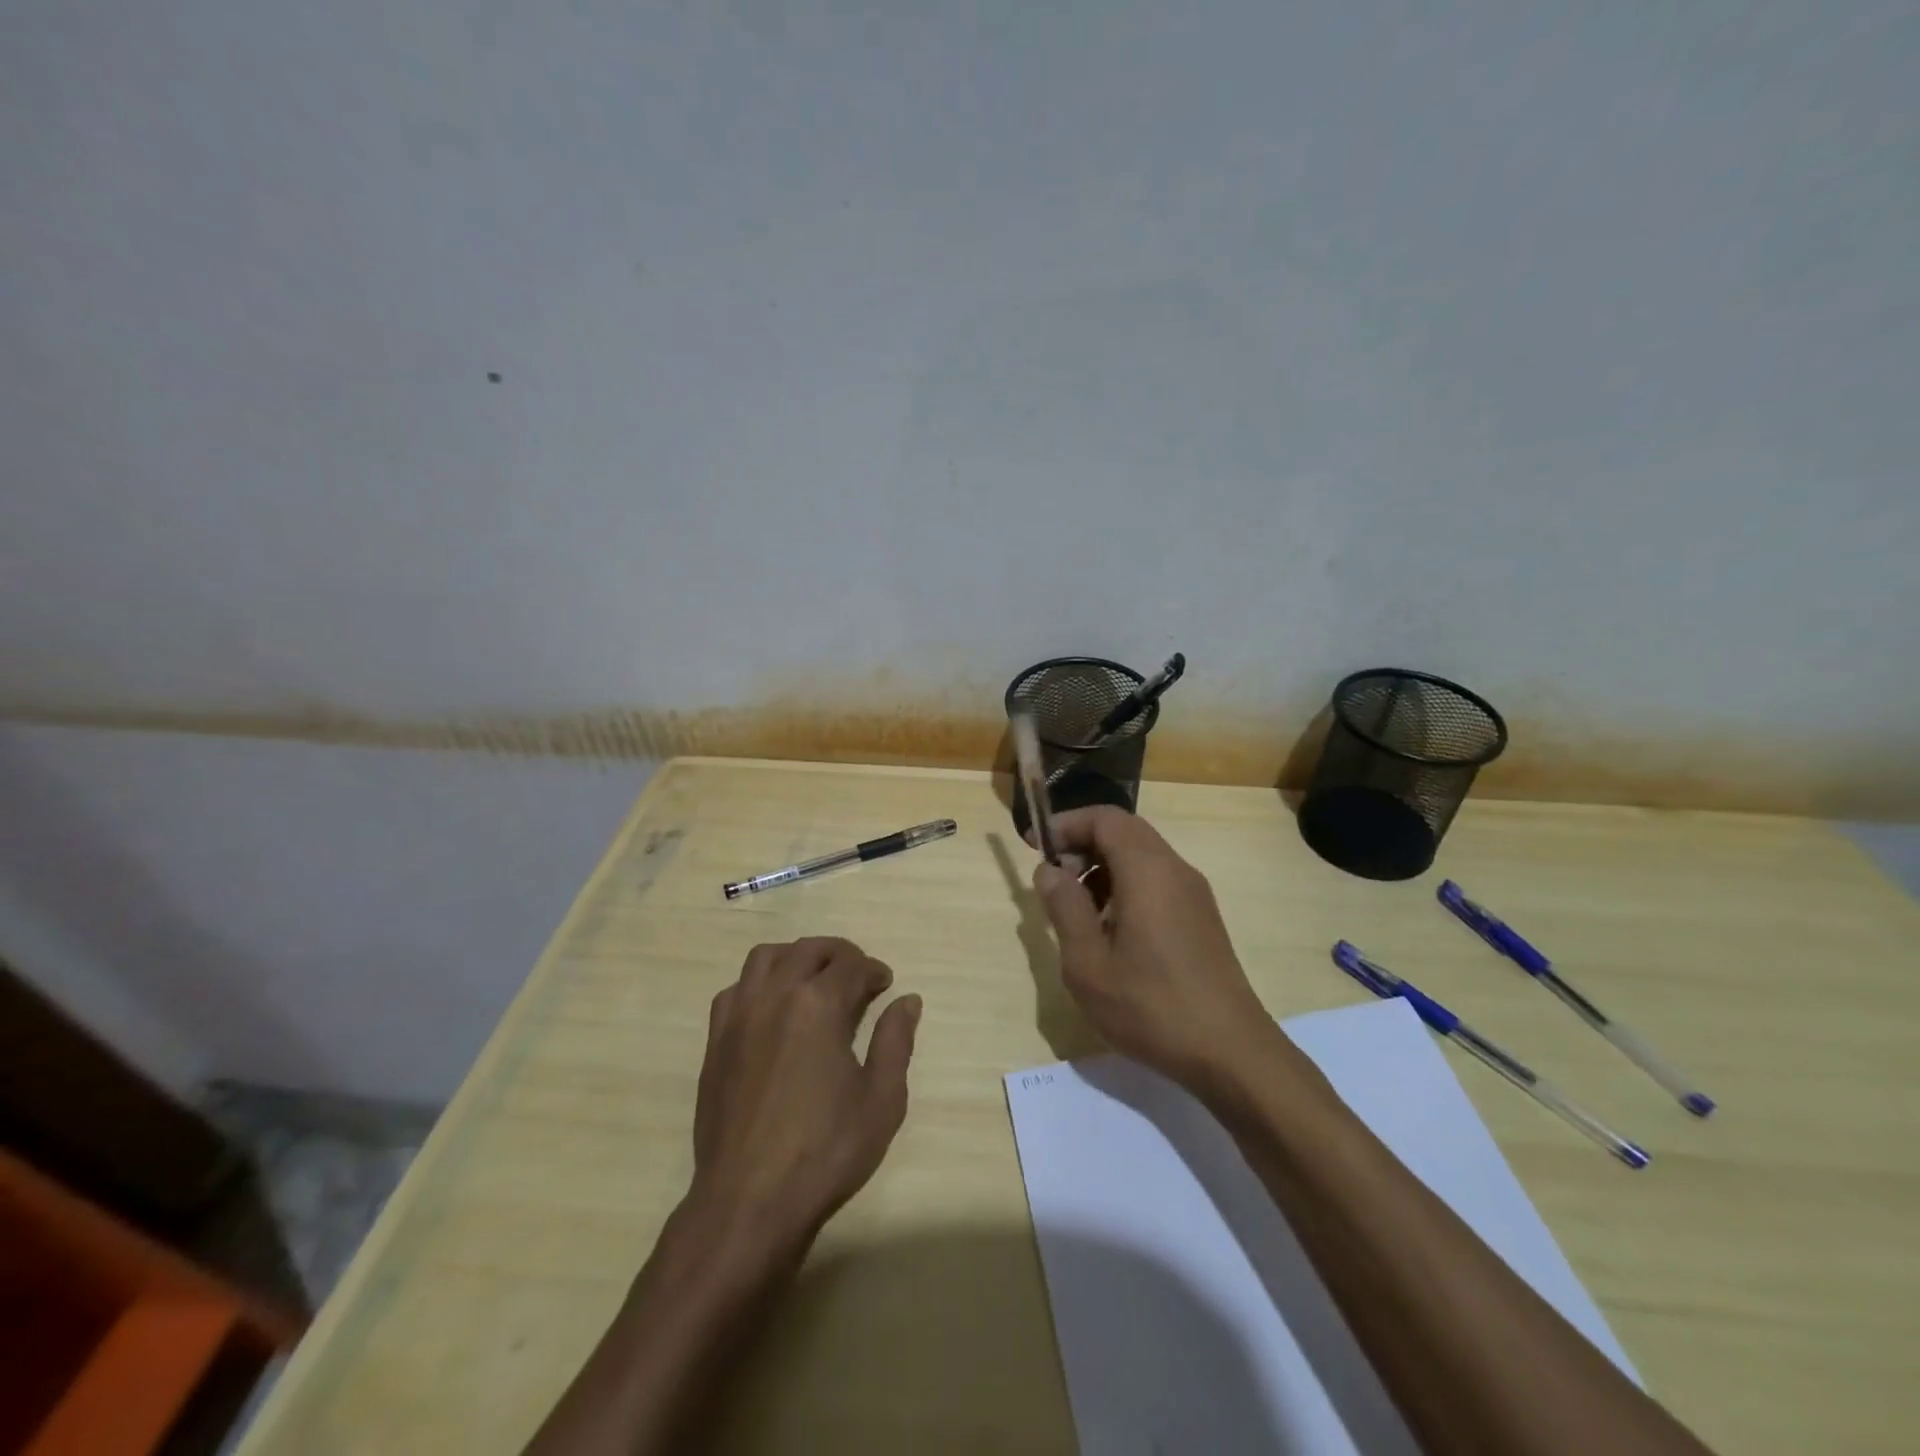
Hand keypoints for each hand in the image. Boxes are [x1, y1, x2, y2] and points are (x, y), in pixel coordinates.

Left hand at [690, 937, 920, 1260]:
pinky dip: (759, 983)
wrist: (748, 1201)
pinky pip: (735, 989)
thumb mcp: (881, 1099)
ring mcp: (738, 1016)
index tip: (885, 985)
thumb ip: (895, 1041)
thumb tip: (907, 1001)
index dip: (873, 970)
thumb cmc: (825, 1151)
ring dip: (795, 957)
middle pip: (808, 950)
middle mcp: (774, 996)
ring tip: (813, 979)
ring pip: (765, 958)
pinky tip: (772, 1010)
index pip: (851, 964)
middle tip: (857, 976)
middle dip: (838, 954)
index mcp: (817, 1005)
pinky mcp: (715, 1041)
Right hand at [1032, 807, 1272, 1093]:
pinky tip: (1110, 933)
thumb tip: (1049, 870)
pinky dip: (1125, 888)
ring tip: (1077, 912)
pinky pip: (1156, 882)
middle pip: (1124, 832)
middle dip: (1082, 845)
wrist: (1230, 1053)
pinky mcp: (1201, 918)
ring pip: (1141, 857)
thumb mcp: (1088, 962)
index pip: (1104, 818)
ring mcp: (1194, 894)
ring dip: (1103, 869)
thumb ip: (1064, 907)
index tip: (1034, 845)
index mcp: (1148, 870)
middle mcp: (1175, 870)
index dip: (1066, 824)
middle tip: (1053, 880)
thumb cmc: (1150, 1005)